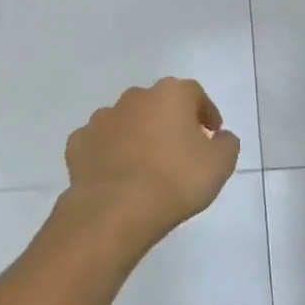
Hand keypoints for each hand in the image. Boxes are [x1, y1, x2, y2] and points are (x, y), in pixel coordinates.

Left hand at [64, 79, 239, 252]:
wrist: (116, 210)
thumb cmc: (176, 181)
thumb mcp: (220, 165)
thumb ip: (226, 144)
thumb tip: (220, 137)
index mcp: (170, 95)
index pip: (194, 94)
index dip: (206, 113)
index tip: (212, 135)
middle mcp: (134, 98)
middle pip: (158, 104)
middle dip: (170, 121)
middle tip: (181, 150)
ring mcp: (101, 119)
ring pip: (127, 122)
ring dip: (139, 136)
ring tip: (148, 166)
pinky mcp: (78, 144)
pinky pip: (102, 143)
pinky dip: (111, 153)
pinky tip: (120, 175)